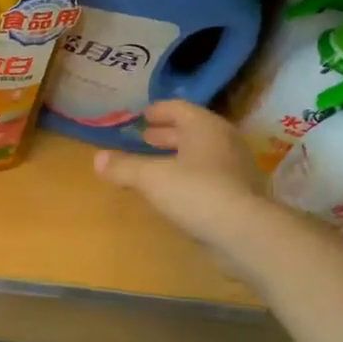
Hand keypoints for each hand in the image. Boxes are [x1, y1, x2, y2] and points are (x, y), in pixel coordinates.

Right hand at [93, 100, 281, 274]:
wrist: (245, 232)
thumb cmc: (196, 192)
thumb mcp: (151, 178)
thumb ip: (124, 167)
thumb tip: (97, 159)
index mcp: (205, 128)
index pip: (180, 109)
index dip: (159, 111)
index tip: (143, 116)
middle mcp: (224, 142)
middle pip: (192, 131)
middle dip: (167, 135)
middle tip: (146, 138)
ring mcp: (236, 168)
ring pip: (202, 154)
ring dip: (178, 156)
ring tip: (156, 164)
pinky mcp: (240, 194)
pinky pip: (209, 176)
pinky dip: (190, 176)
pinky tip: (176, 190)